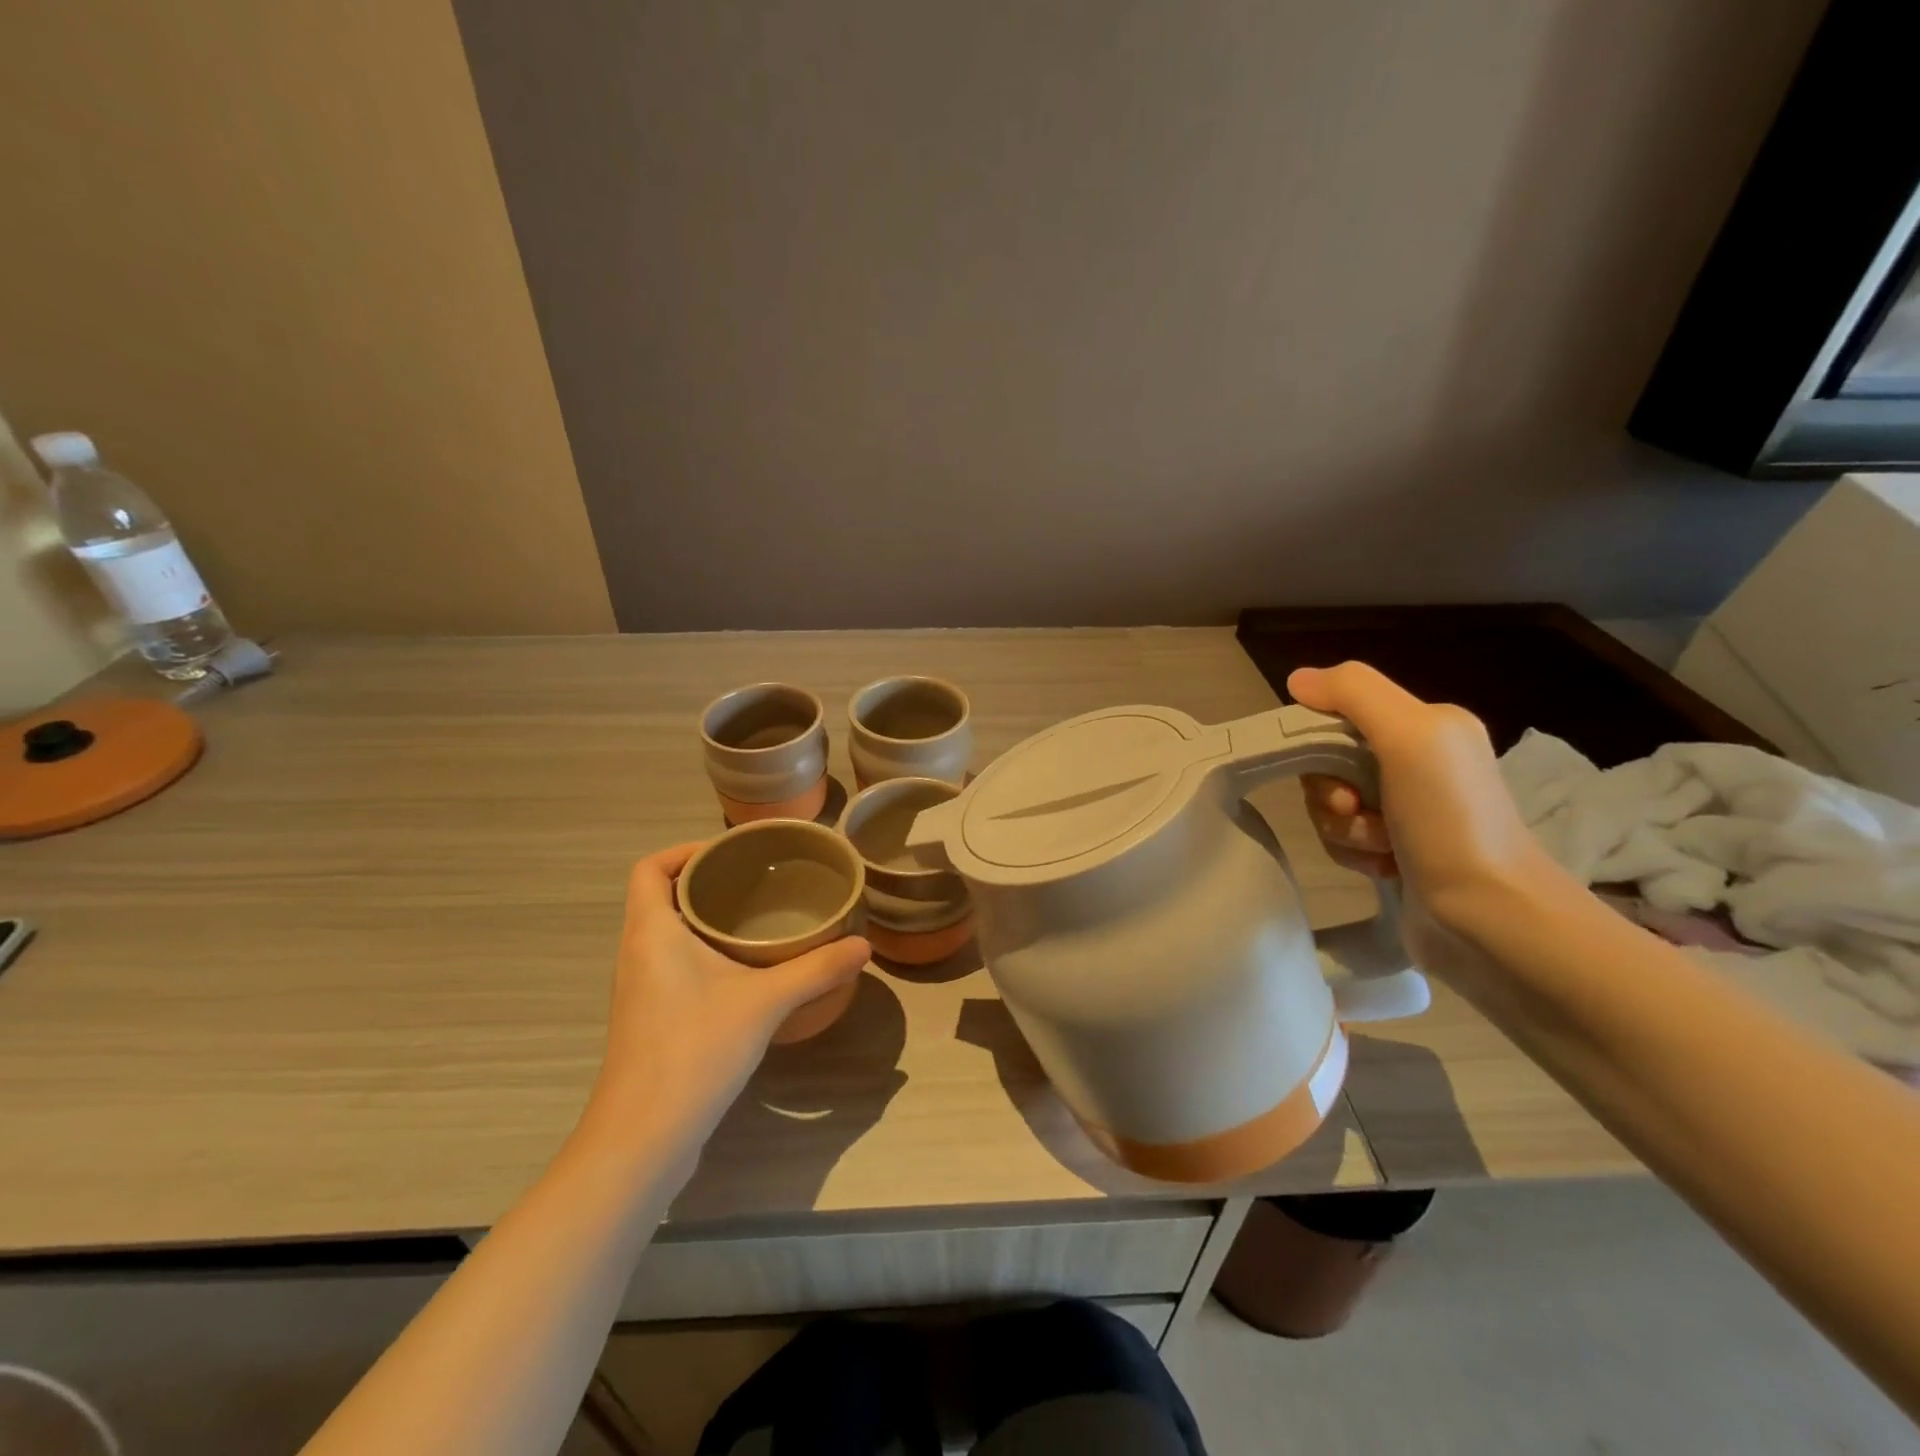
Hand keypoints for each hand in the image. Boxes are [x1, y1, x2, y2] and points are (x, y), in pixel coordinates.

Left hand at [584, 842, 869, 1162]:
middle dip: (707, 882)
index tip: (731, 853)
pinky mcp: (650, 1020)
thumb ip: (816, 968)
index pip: (650, 868)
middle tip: (759, 880)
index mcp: (652, 932)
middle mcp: (638, 953)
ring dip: (706, 919)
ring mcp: (641, 989)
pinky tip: (746, 970)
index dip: (684, 850)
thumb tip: (864, 946)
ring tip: (758, 917)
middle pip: (662, 897)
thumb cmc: (694, 1050)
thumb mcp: (765, 1002)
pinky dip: (704, 952)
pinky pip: (674, 964)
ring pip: (668, 933)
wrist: (642, 1139)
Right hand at [1288, 662, 1561, 985]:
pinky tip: (1386, 867)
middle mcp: (1417, 762)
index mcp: (1426, 726)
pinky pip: (1343, 837)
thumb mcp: (1410, 737)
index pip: (1339, 716)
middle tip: (1357, 812)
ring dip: (1344, 830)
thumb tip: (1298, 679)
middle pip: (1329, 763)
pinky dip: (1354, 853)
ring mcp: (1406, 809)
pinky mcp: (1396, 849)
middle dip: (1332, 794)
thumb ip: (1354, 693)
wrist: (1489, 917)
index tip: (1339, 778)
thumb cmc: (1451, 820)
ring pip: (1331, 804)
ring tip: (1382, 849)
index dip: (1320, 745)